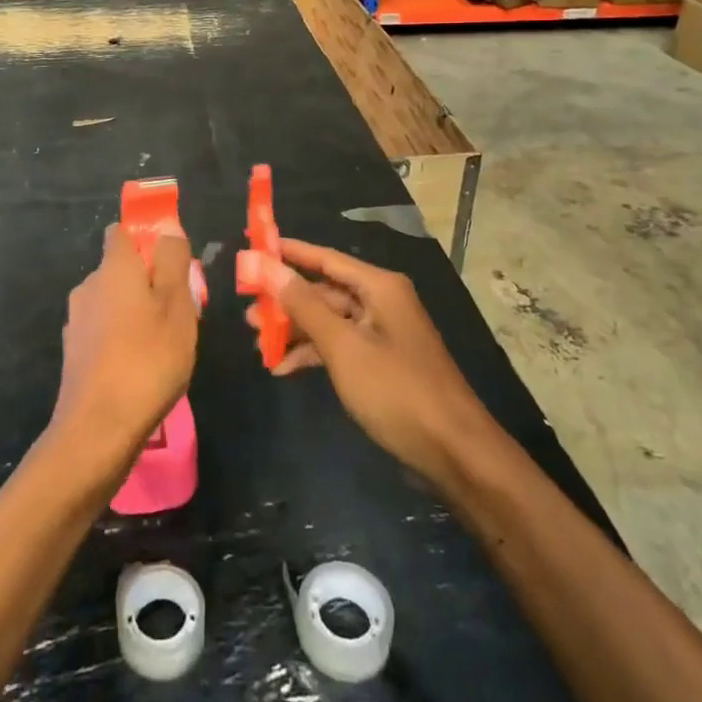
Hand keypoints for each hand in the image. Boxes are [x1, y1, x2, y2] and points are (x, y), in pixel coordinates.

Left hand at [48, 224, 198, 483]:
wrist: (99, 428)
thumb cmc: (148, 358)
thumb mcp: (176, 304)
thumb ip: (173, 260)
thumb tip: (168, 227)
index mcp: (113, 268)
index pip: (121, 233)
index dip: (146, 239)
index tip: (171, 262)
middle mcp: (89, 287)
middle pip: (120, 270)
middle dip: (147, 281)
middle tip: (179, 308)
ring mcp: (77, 322)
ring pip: (112, 302)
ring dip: (135, 312)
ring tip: (164, 342)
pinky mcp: (75, 354)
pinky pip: (104, 331)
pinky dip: (122, 339)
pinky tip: (141, 366)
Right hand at [259, 238, 495, 490]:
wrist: (455, 453)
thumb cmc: (397, 391)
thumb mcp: (343, 346)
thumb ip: (304, 305)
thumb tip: (268, 266)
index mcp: (379, 287)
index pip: (325, 258)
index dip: (289, 252)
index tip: (254, 248)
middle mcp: (382, 302)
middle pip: (325, 290)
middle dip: (286, 300)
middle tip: (247, 308)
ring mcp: (384, 334)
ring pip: (330, 320)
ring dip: (296, 330)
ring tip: (257, 341)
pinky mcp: (383, 364)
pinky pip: (341, 346)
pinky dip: (314, 354)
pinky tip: (285, 368)